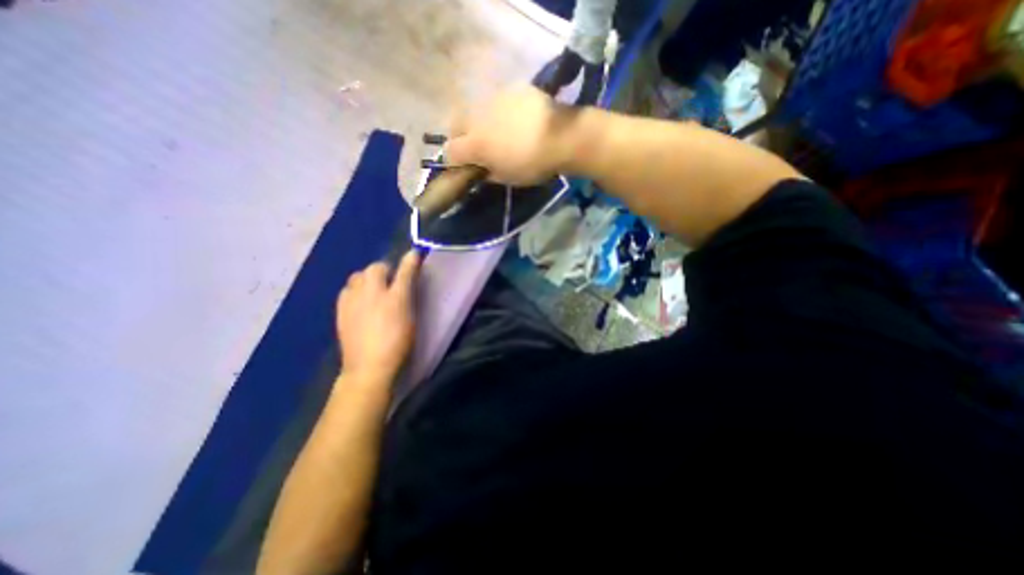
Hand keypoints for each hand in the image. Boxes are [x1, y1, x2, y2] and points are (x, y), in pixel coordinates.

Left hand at [334, 249, 416, 382]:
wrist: (369, 367)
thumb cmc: (398, 342)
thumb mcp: (410, 317)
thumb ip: (410, 292)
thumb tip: (411, 275)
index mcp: (393, 296)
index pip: (403, 270)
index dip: (410, 260)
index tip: (415, 255)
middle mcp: (371, 293)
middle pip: (375, 268)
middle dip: (385, 269)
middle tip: (392, 280)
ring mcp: (352, 301)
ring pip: (358, 277)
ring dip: (367, 278)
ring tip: (374, 290)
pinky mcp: (340, 312)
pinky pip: (347, 290)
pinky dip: (355, 290)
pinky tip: (360, 302)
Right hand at [447, 83, 577, 186]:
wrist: (561, 137)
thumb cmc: (532, 165)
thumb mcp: (507, 178)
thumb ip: (488, 173)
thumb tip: (481, 169)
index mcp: (475, 144)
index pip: (450, 152)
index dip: (453, 161)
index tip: (463, 166)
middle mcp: (477, 118)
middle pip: (456, 125)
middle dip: (460, 137)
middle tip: (475, 148)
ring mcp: (493, 99)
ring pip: (475, 110)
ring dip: (478, 122)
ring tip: (496, 132)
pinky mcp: (510, 89)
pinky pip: (496, 101)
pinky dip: (498, 112)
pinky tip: (514, 119)